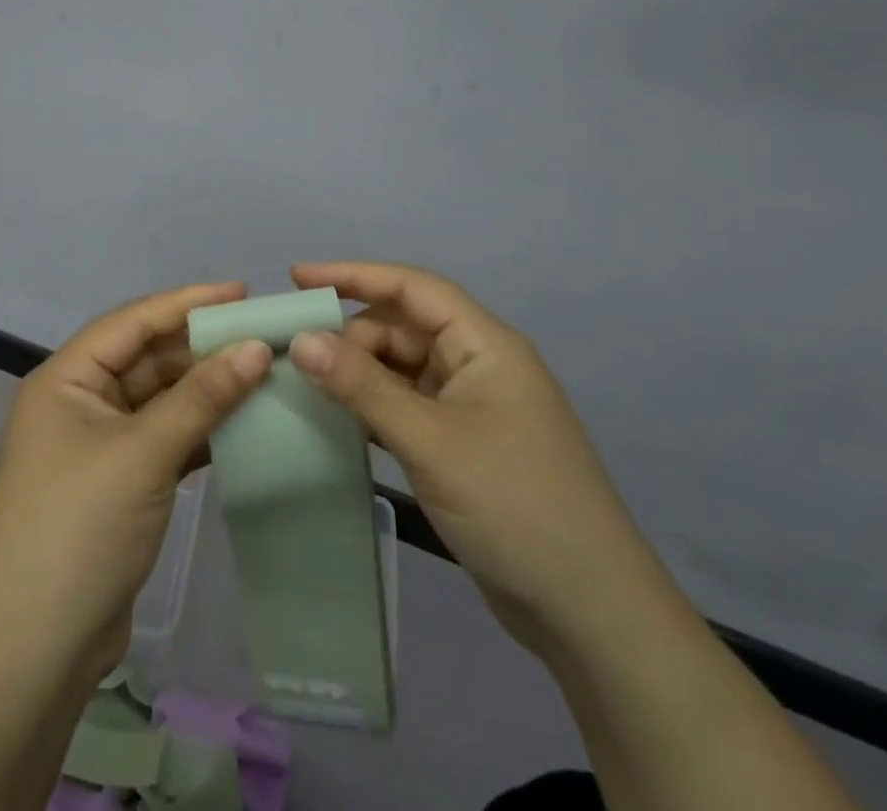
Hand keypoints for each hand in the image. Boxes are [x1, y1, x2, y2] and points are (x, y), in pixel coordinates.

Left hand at [0, 282, 273, 688]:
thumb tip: (257, 348)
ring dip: (205, 390)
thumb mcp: (143, 455)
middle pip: (147, 358)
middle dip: (202, 349)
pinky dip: (199, 430)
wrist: (33, 654)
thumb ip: (201, 398)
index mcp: (65, 379)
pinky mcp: (117, 483)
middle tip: (263, 336)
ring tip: (263, 374)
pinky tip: (242, 424)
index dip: (187, 303)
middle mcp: (77, 402)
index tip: (243, 292)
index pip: (132, 322)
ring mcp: (97, 445)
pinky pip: (163, 438)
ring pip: (159, 400)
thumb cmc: (78, 530)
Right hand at [287, 261, 671, 657]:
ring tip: (305, 386)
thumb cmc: (514, 505)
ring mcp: (473, 407)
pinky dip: (374, 407)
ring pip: (403, 368)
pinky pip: (408, 406)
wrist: (590, 612)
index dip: (353, 274)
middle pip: (403, 328)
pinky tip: (339, 420)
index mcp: (484, 344)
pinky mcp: (464, 444)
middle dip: (350, 335)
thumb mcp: (430, 441)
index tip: (297, 277)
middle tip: (295, 359)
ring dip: (359, 373)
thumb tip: (301, 339)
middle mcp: (479, 364)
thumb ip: (363, 387)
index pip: (412, 287)